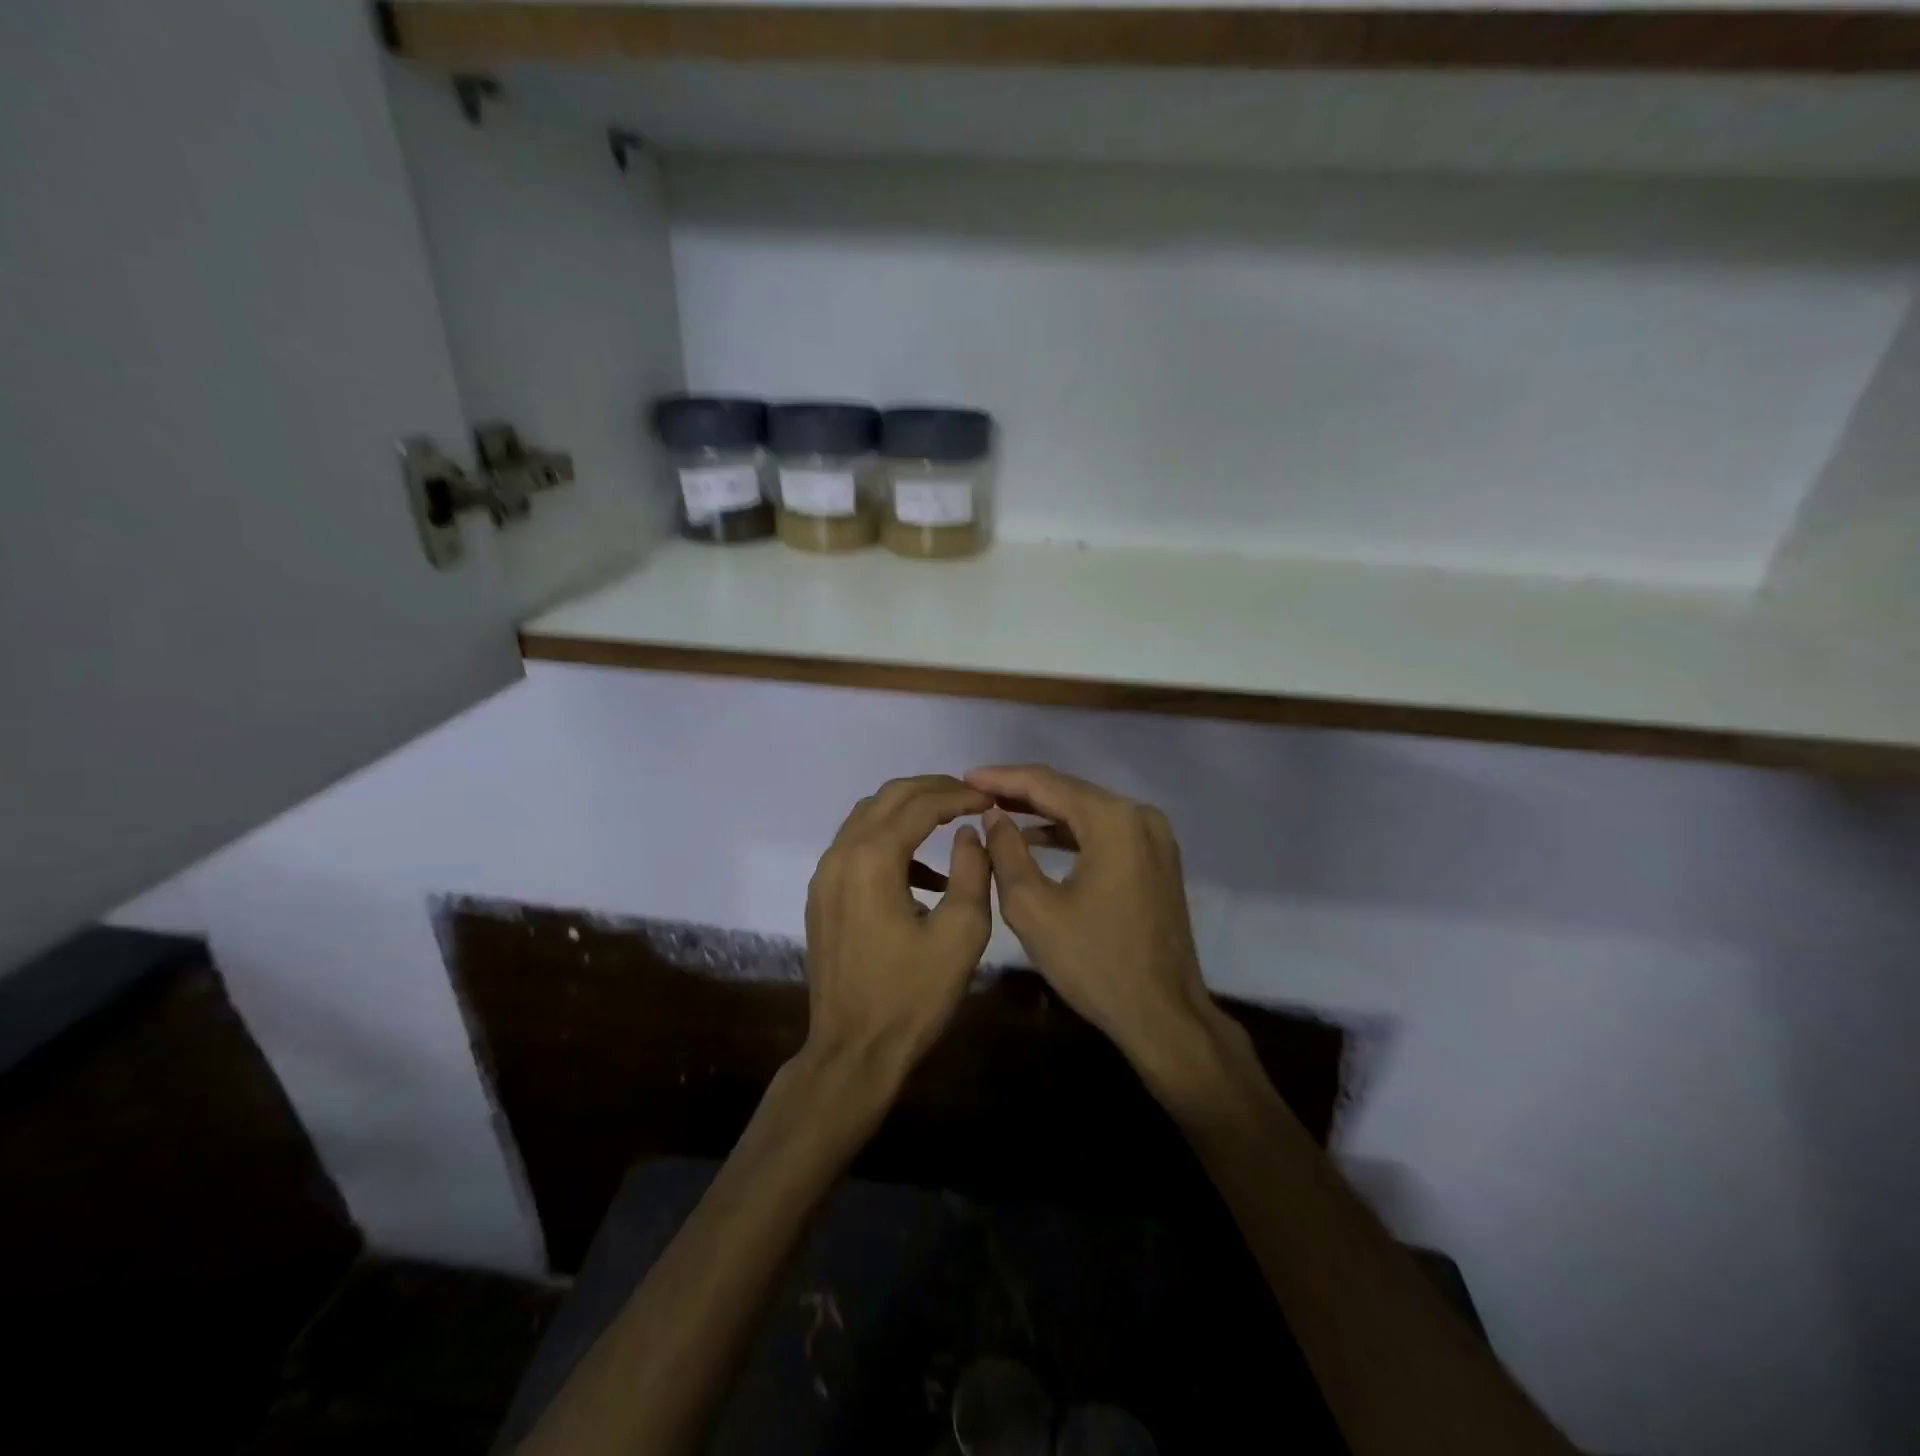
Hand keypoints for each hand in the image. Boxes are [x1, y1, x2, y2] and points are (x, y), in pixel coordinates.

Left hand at [802, 775, 993, 1083]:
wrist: (853, 1051)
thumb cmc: (912, 996)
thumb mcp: (961, 933)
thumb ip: (973, 871)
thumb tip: (969, 833)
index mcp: (873, 858)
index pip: (920, 803)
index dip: (959, 795)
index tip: (990, 799)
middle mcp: (841, 855)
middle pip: (888, 798)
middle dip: (932, 790)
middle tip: (970, 798)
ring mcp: (825, 875)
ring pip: (867, 817)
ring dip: (908, 811)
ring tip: (950, 821)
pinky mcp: (821, 896)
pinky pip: (856, 847)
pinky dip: (890, 841)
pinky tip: (925, 872)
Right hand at [966, 765, 1217, 1072]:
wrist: (1163, 1015)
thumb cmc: (1093, 962)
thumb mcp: (1033, 907)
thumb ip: (1006, 851)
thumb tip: (993, 815)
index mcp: (1112, 820)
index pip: (1046, 783)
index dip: (1001, 778)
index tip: (963, 777)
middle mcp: (1139, 816)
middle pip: (1069, 791)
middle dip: (1020, 791)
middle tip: (975, 792)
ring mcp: (1154, 837)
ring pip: (1086, 811)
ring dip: (1043, 811)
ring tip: (996, 811)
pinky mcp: (1156, 859)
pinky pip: (1104, 832)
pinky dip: (1068, 832)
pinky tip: (1036, 837)